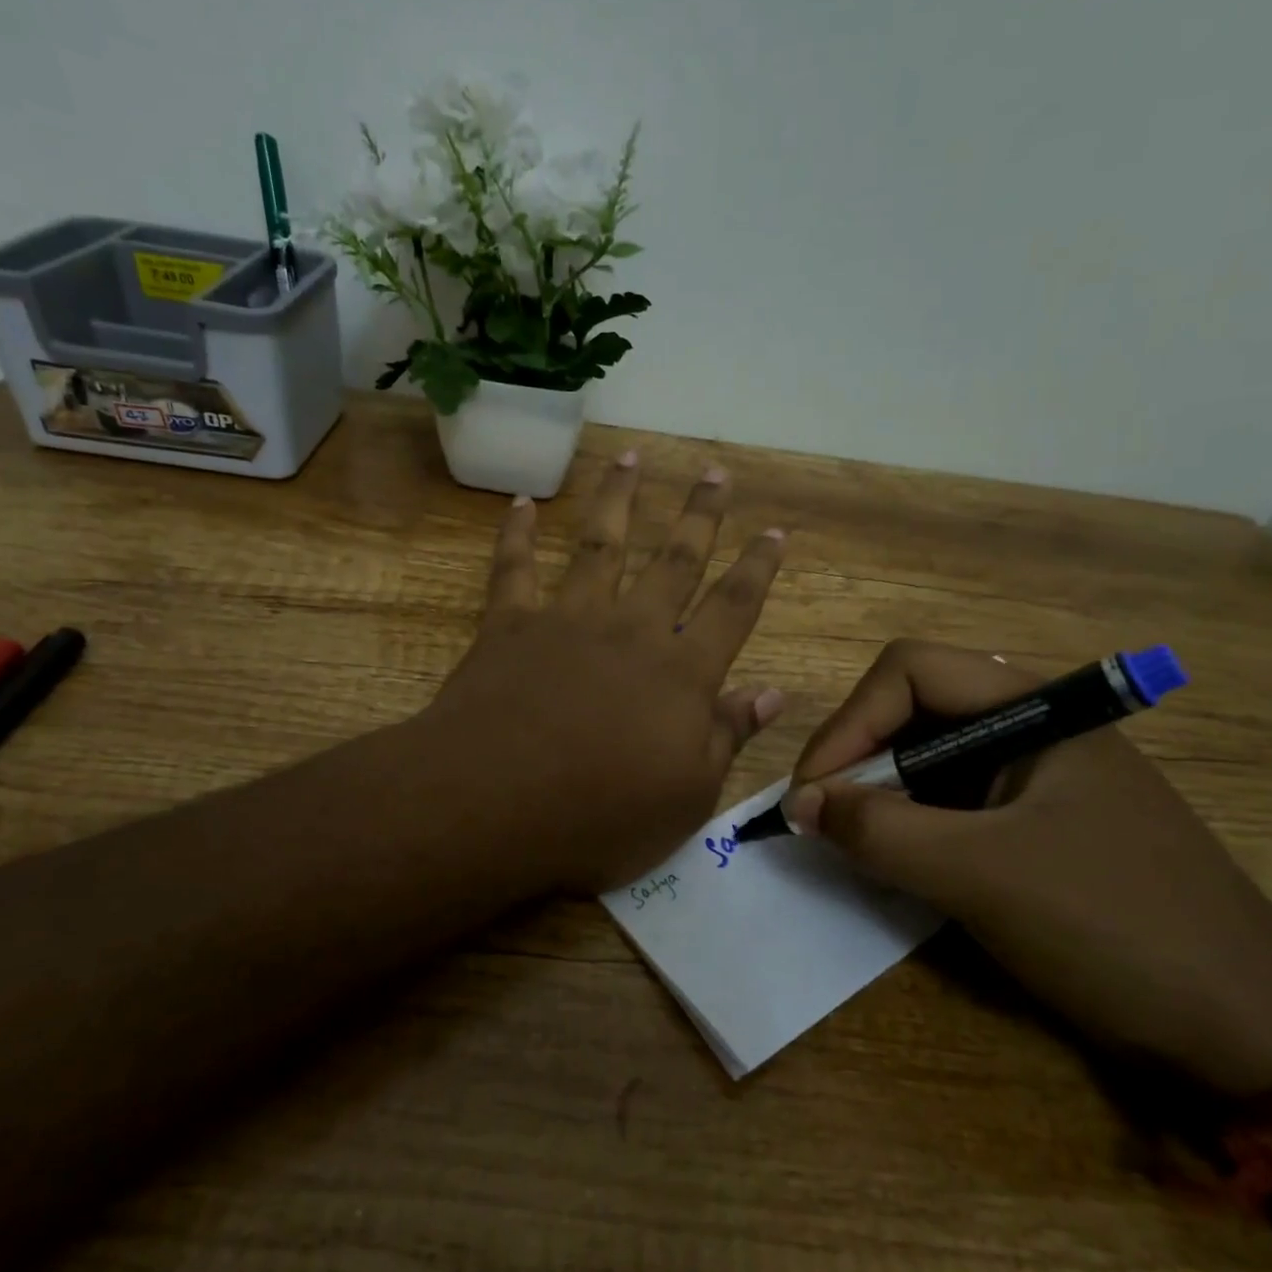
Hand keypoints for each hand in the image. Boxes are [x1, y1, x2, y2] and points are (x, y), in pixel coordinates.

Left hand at [421, 455, 786, 891]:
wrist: (496, 802)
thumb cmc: (602, 814)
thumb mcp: (687, 795)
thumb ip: (728, 737)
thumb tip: (773, 693)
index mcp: (681, 672)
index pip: (733, 607)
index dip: (758, 568)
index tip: (774, 530)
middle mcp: (631, 629)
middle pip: (674, 560)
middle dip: (700, 514)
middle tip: (715, 470)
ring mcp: (567, 619)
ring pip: (600, 545)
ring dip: (618, 498)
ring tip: (631, 456)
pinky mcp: (509, 625)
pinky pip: (513, 568)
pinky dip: (516, 534)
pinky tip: (521, 502)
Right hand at [787, 640, 1271, 1096]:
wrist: (1249, 1032)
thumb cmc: (1115, 927)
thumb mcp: (981, 874)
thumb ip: (879, 829)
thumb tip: (797, 804)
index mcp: (1036, 707)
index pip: (909, 672)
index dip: (850, 723)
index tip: (812, 791)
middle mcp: (1032, 725)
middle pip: (913, 708)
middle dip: (857, 756)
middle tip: (820, 816)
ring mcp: (1035, 775)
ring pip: (927, 755)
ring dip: (878, 791)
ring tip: (847, 838)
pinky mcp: (1034, 821)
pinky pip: (950, 800)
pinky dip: (909, 821)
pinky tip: (893, 858)